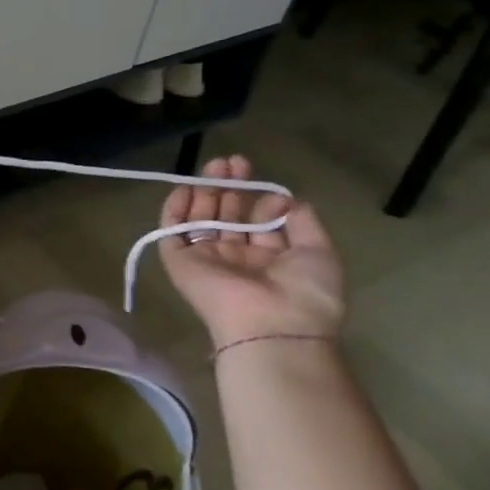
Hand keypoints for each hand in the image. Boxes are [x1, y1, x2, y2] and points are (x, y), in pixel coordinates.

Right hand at [161, 154, 345, 349]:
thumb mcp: (319, 252)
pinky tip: (185, 189)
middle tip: (234, 162)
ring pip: (198, 219)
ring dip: (203, 191)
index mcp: (268, 260)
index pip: (257, 223)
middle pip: (225, 215)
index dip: (263, 202)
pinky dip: (174, 211)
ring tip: (215, 166)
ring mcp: (206, 259)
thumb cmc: (304, 293)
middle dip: (230, 187)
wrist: (273, 326)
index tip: (272, 194)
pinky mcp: (180, 263)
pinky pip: (171, 233)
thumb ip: (303, 222)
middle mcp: (235, 258)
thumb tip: (285, 199)